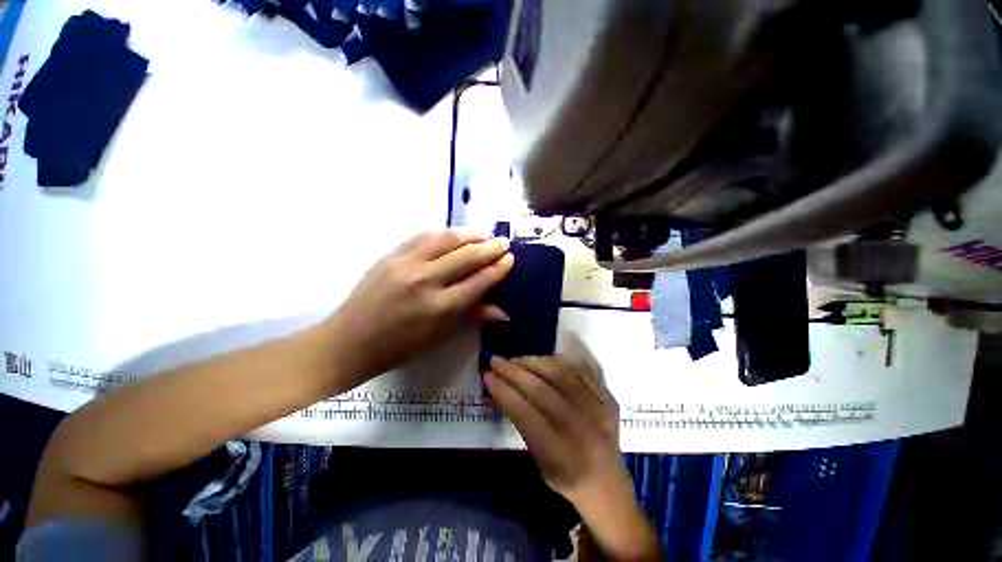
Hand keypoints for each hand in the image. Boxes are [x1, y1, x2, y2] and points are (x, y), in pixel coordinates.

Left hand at [321, 229, 513, 386]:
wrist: (349, 341)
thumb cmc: (399, 346)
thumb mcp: (440, 336)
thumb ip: (472, 317)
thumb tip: (504, 312)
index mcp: (440, 307)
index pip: (479, 281)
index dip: (498, 268)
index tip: (510, 258)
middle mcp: (425, 281)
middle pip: (467, 255)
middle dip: (490, 247)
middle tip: (503, 242)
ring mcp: (406, 264)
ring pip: (446, 238)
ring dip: (469, 233)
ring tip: (483, 234)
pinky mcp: (390, 255)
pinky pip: (423, 236)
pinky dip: (443, 233)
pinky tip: (453, 234)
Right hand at [485, 355, 662, 560]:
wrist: (608, 483)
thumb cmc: (566, 476)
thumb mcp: (538, 460)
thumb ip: (521, 423)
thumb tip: (501, 388)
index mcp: (560, 453)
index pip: (525, 413)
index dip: (503, 391)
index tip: (487, 375)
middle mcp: (581, 427)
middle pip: (541, 390)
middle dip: (513, 372)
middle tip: (496, 360)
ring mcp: (597, 408)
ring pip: (560, 374)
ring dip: (533, 362)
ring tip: (517, 359)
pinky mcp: (607, 396)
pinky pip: (581, 368)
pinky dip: (559, 360)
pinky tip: (543, 360)